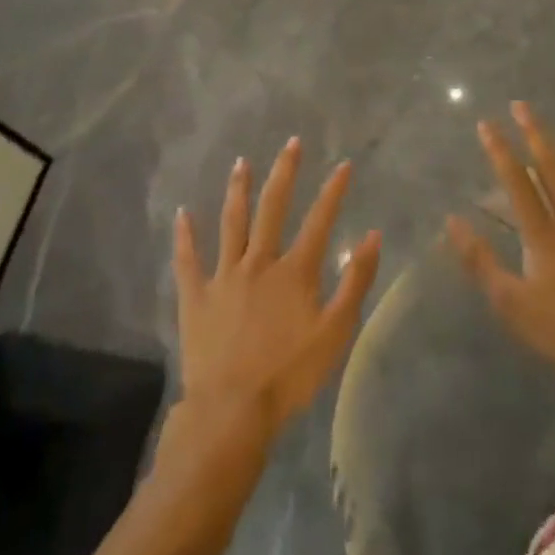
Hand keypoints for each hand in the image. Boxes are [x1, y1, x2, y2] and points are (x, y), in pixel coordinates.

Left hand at [173, 140, 380, 441]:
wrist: (232, 411)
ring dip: (238, 190)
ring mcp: (224, 276)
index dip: (334, 191)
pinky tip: (182, 213)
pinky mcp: (197, 296)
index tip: (344, 164)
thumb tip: (372, 236)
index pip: (319, 220)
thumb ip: (355, 282)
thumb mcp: (335, 333)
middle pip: (273, 207)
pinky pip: (188, 260)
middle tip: (291, 143)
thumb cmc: (289, 376)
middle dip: (284, 173)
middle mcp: (259, 262)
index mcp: (294, 271)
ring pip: (232, 222)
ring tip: (241, 162)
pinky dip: (185, 236)